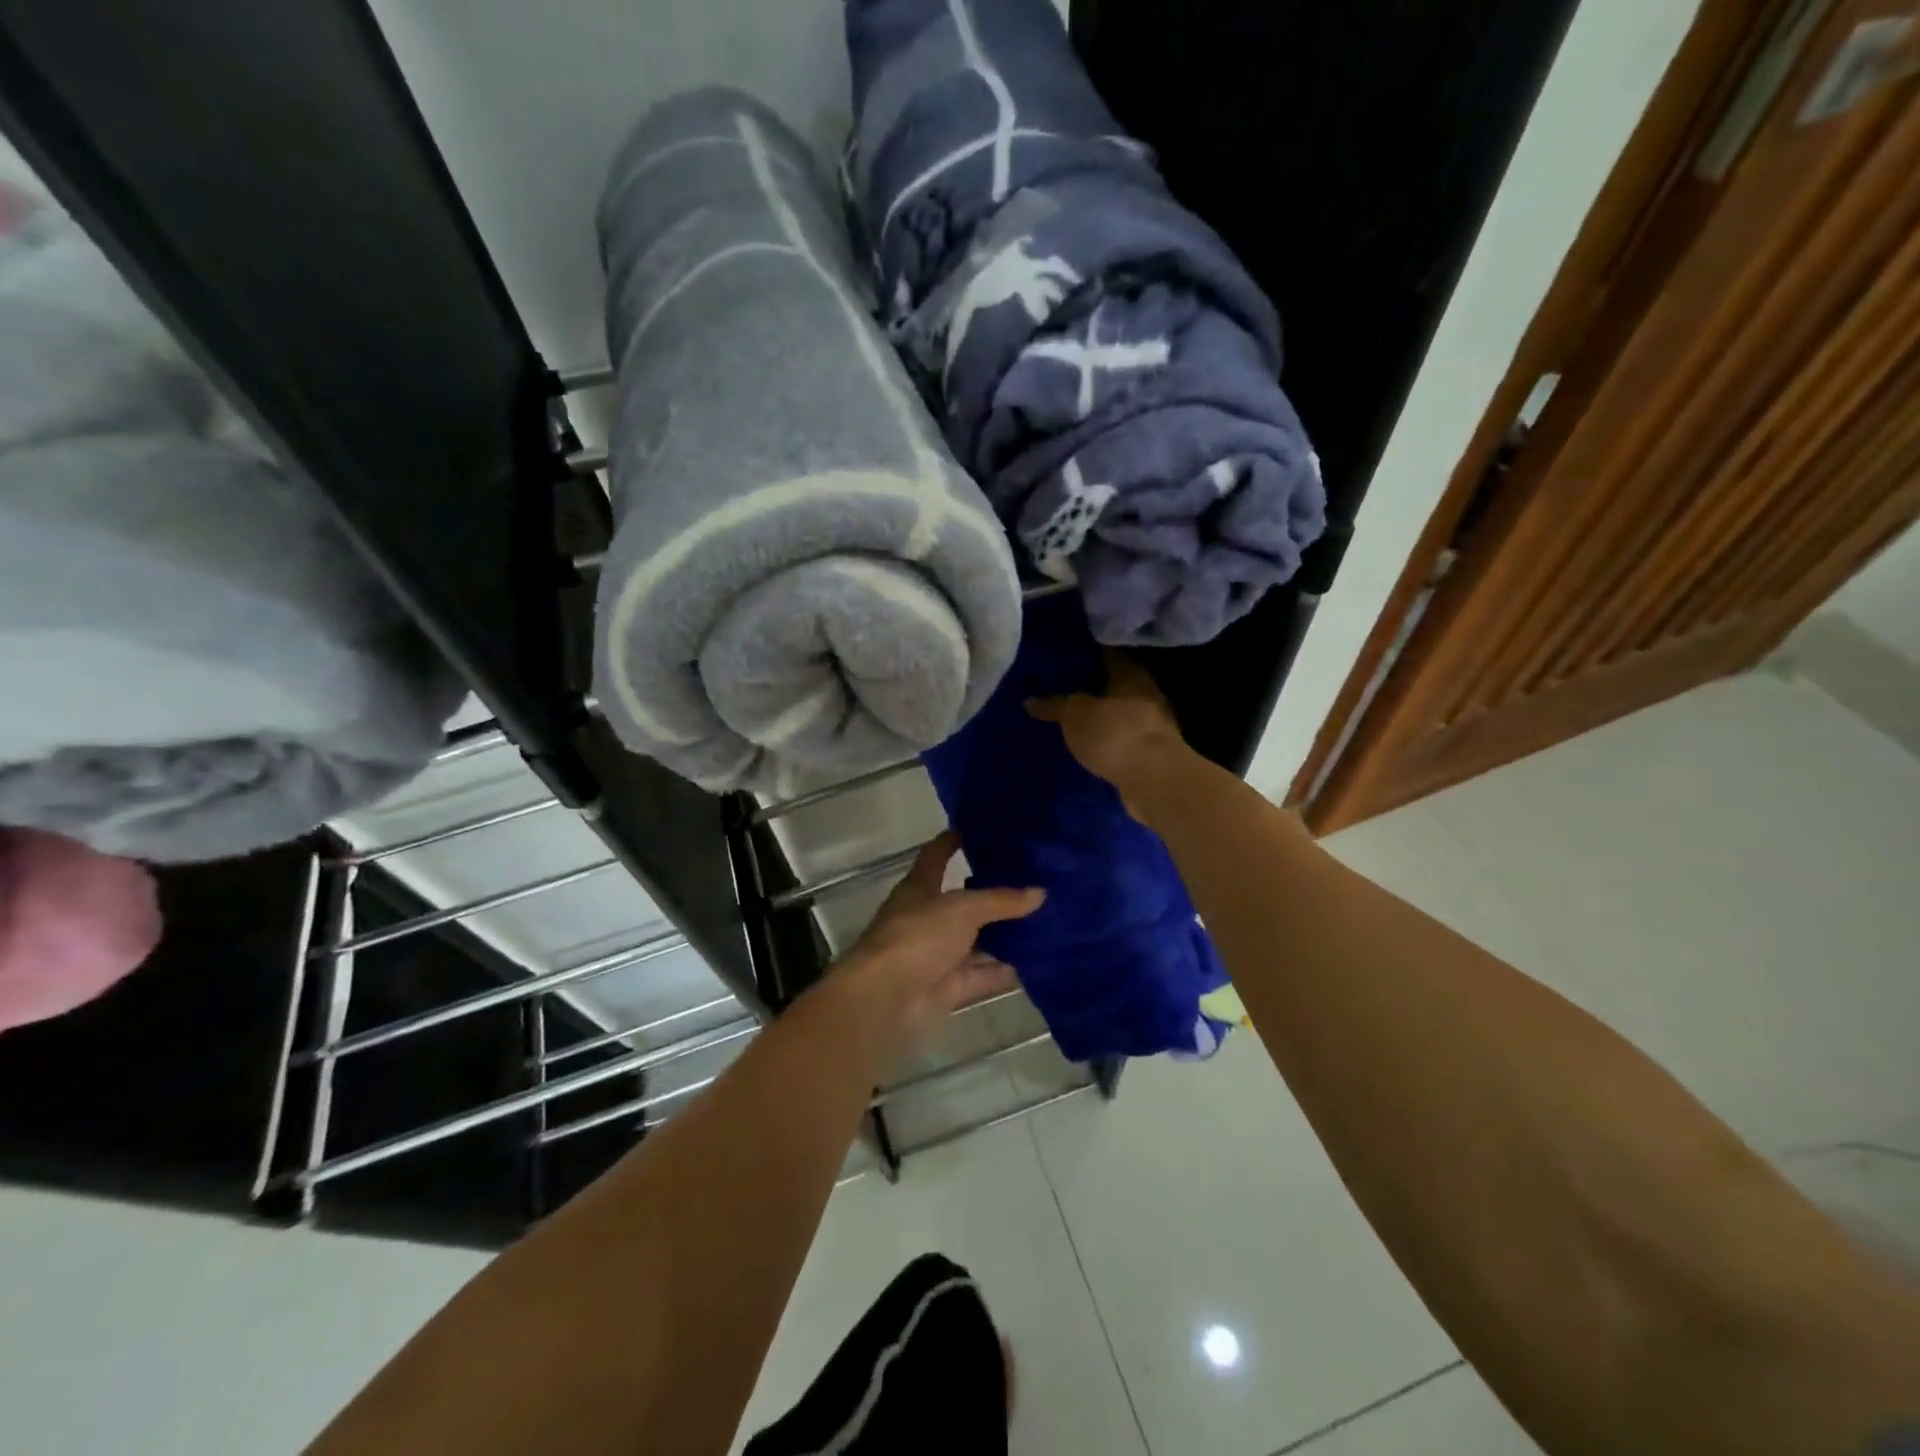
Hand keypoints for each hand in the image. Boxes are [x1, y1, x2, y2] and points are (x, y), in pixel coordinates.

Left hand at [829, 832, 1043, 1063]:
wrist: (886, 999)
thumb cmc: (916, 937)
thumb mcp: (962, 909)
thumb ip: (1000, 901)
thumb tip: (1040, 892)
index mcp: (919, 888)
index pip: (936, 856)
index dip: (952, 841)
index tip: (976, 827)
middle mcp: (927, 918)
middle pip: (962, 900)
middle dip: (990, 890)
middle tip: (1029, 875)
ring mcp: (937, 954)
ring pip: (975, 939)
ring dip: (1002, 933)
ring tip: (1042, 916)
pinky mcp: (948, 986)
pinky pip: (982, 974)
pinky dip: (1004, 969)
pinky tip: (1036, 961)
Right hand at [1027, 652, 1187, 817]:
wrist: (1154, 781)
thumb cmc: (1115, 733)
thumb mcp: (1075, 714)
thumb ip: (1055, 705)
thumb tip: (1029, 700)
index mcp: (1131, 675)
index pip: (1107, 654)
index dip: (1086, 654)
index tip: (1064, 655)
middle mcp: (1146, 695)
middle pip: (1114, 685)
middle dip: (1091, 687)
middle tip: (1060, 688)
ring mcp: (1151, 726)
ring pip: (1118, 714)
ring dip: (1099, 717)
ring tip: (1070, 719)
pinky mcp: (1149, 754)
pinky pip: (1120, 741)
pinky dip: (1106, 741)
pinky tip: (1087, 745)